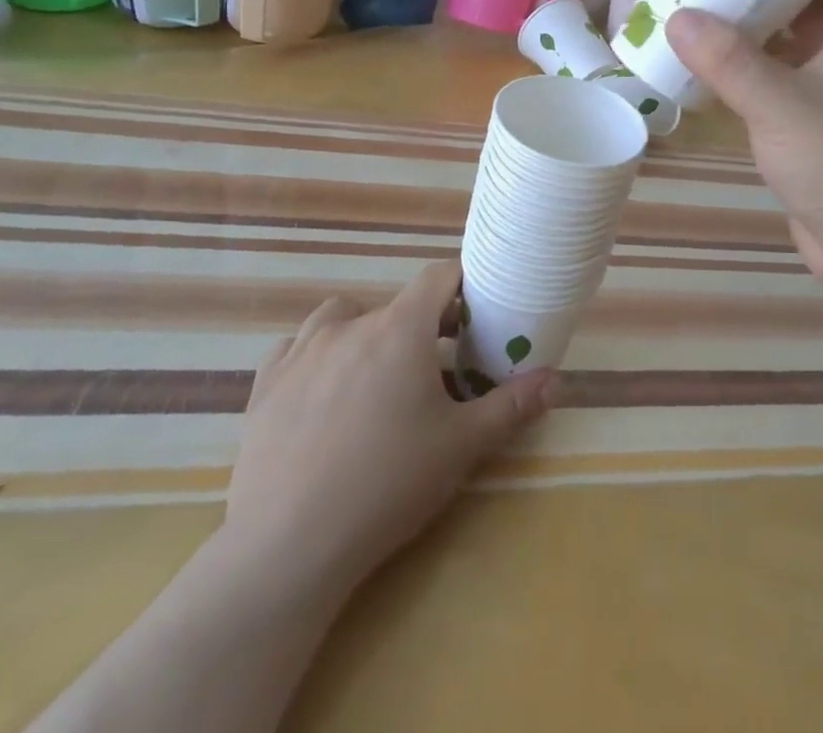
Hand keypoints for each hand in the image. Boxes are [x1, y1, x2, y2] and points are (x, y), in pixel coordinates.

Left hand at [222, 262, 551, 595]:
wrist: (288, 547)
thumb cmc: (388, 484)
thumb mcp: (462, 446)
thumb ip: (512, 405)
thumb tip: (557, 381)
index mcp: (401, 329)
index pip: (439, 276)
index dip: (462, 285)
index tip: (475, 313)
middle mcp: (351, 326)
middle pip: (396, 304)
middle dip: (422, 325)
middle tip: (438, 368)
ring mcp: (302, 353)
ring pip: (341, 317)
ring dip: (364, 332)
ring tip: (375, 375)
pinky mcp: (265, 387)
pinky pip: (295, 349)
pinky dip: (314, 357)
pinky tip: (321, 393)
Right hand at [664, 0, 822, 314]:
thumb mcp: (784, 105)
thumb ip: (730, 62)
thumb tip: (679, 17)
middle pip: (812, 5)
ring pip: (791, 49)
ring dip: (754, 32)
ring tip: (704, 16)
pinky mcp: (812, 135)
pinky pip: (776, 88)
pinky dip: (746, 76)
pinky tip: (708, 75)